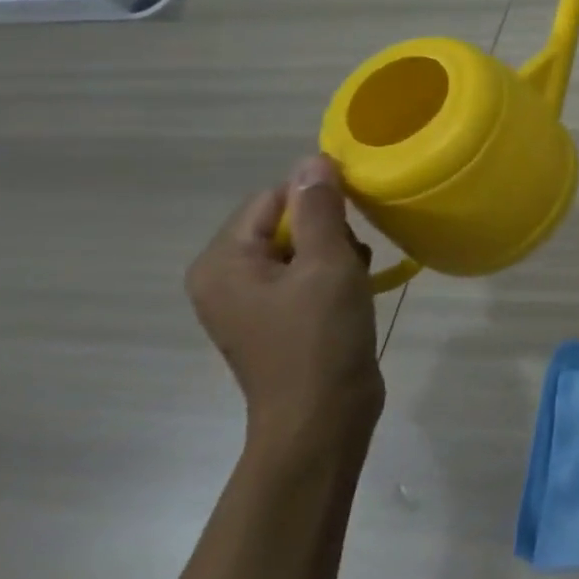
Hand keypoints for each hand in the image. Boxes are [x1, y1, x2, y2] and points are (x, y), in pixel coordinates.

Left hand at [185, 155, 383, 462]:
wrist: (322, 419)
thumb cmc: (320, 338)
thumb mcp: (326, 263)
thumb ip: (319, 208)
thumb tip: (312, 159)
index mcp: (222, 262)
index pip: (273, 197)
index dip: (319, 199)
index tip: (356, 217)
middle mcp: (224, 278)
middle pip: (284, 221)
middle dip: (328, 230)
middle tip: (353, 257)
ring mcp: (248, 302)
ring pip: (300, 248)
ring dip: (335, 252)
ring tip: (354, 278)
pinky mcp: (274, 319)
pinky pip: (302, 275)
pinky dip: (331, 275)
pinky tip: (352, 293)